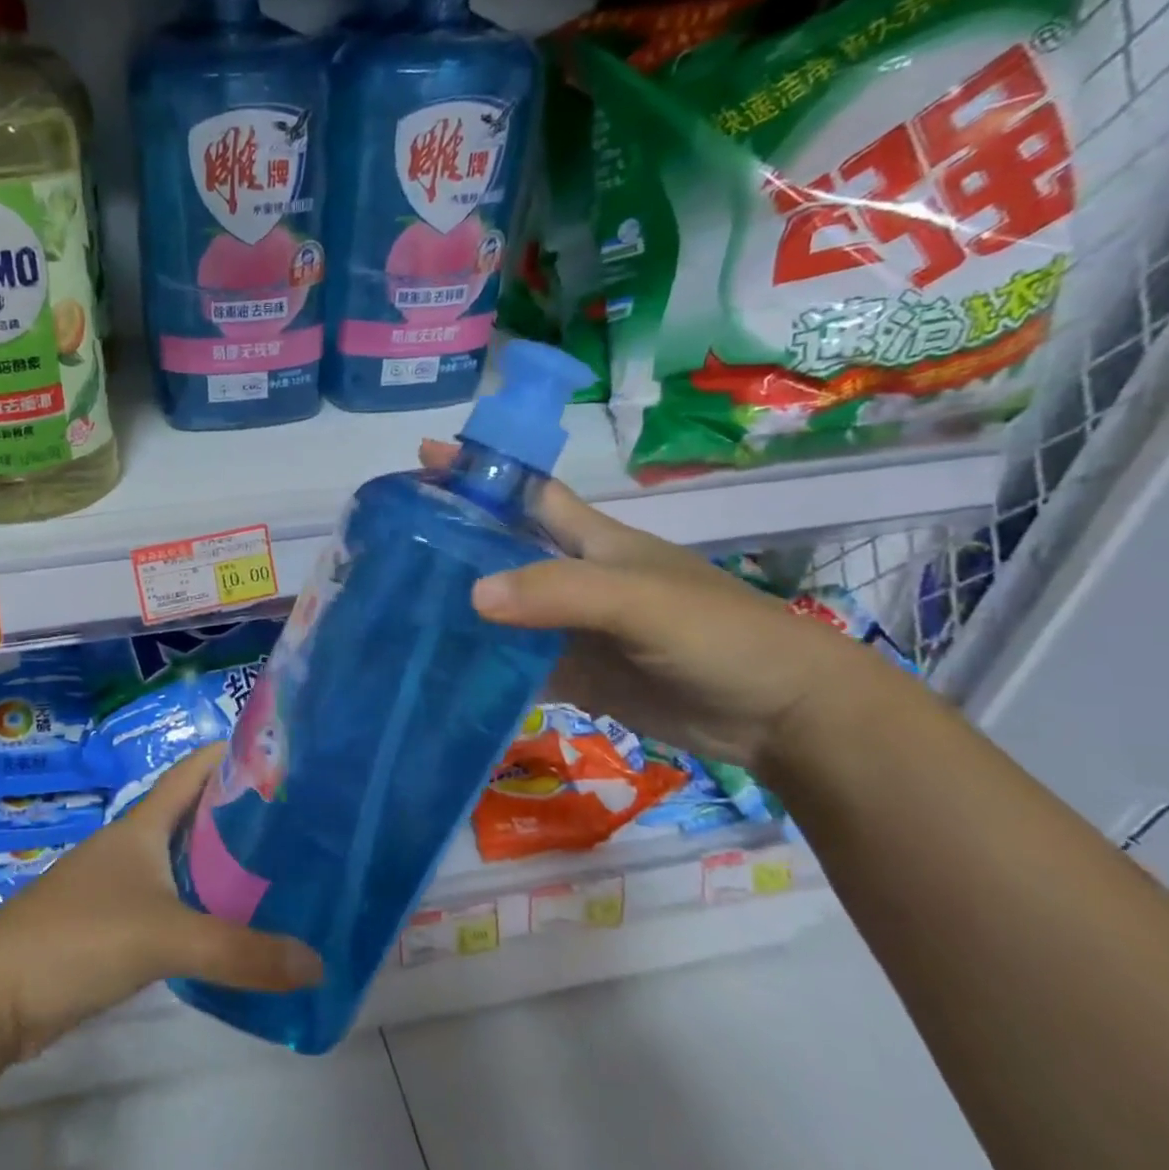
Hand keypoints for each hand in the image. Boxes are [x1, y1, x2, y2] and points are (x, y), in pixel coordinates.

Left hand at [0, 746, 321, 1062]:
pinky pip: (169, 903)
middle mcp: (131, 847)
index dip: (231, 753)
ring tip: (277, 870)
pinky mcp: (110, 927)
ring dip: (221, 863)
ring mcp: (117, 887)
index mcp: (141, 827)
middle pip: (192, 815)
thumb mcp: (166, 938)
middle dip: (238, 812)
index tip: (279, 752)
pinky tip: (229, 924)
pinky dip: (200, 906)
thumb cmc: (79, 937)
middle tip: (297, 819)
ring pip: (181, 862)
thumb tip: (316, 964)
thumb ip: (240, 952)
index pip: (192, 771)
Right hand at [422, 440, 863, 770]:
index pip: (528, 492)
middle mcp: (574, 578)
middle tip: (389, 548)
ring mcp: (572, 629)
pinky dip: (482, 664)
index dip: (483, 471)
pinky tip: (441, 668)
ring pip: (503, 609)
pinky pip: (516, 663)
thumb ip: (561, 592)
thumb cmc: (718, 633)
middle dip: (453, 542)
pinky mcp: (575, 675)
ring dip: (460, 607)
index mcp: (592, 540)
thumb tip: (473, 594)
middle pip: (503, 551)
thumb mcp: (640, 601)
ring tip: (398, 610)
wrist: (778, 713)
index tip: (425, 456)